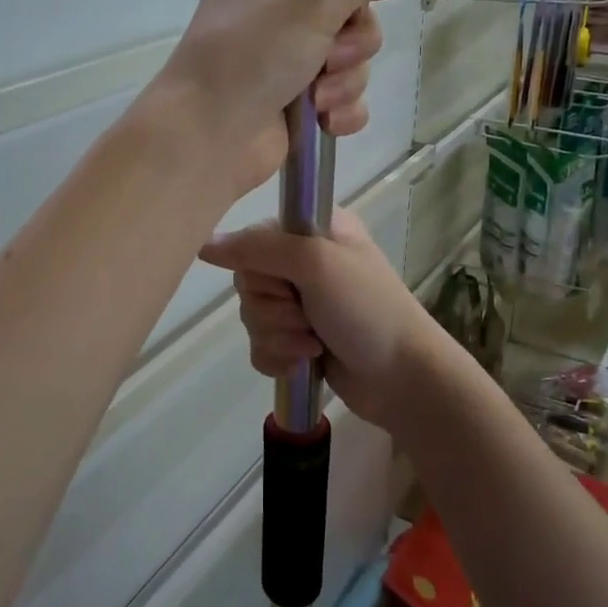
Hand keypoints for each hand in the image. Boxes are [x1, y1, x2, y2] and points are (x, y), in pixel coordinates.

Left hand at [150, 0, 401, 196]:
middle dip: (351, 42)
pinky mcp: (295, 102)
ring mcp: (282, 59)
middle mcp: (270, 10)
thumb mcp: (311, 0)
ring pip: (350, 59)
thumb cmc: (250, 57)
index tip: (356, 1)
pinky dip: (342, 109)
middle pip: (348, 12)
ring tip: (317, 99)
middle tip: (329, 58)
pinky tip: (326, 122)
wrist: (207, 138)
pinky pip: (343, 97)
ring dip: (345, 80)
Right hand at [199, 211, 454, 428]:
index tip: (287, 281)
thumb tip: (204, 243)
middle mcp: (305, 261)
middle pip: (248, 282)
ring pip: (252, 317)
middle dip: (273, 309)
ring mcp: (302, 303)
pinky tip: (305, 362)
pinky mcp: (298, 340)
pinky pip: (260, 346)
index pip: (253, 238)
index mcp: (314, 229)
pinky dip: (279, 357)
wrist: (403, 377)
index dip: (261, 267)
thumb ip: (258, 248)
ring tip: (314, 343)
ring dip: (280, 336)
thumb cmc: (366, 309)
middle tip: (307, 316)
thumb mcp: (316, 263)